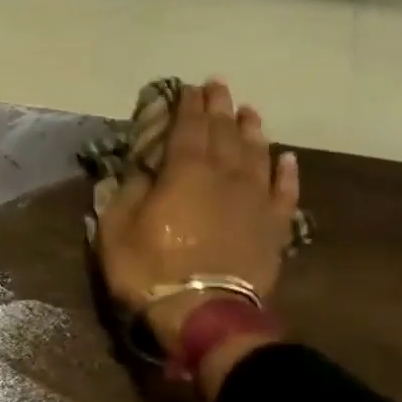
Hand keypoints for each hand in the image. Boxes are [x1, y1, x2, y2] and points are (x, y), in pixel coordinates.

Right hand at [93, 78, 300, 381]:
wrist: (203, 313)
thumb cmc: (150, 271)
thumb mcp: (116, 232)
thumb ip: (126, 194)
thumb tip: (139, 172)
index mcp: (185, 171)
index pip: (188, 127)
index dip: (187, 105)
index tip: (188, 88)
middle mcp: (226, 175)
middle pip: (225, 132)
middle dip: (219, 108)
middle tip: (218, 88)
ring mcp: (255, 199)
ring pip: (258, 153)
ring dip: (252, 130)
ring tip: (249, 112)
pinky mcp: (275, 226)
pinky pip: (284, 191)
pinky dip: (285, 172)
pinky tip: (285, 158)